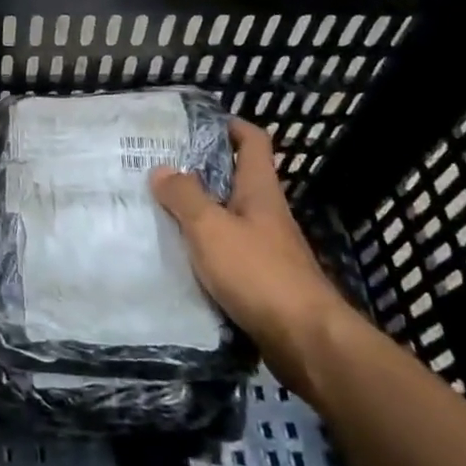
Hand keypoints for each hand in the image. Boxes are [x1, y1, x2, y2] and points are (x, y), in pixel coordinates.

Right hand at [152, 120, 354, 393]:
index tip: (197, 123)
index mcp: (260, 191)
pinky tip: (178, 256)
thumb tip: (162, 169)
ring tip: (159, 210)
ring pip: (229, 217)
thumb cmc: (258, 273)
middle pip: (236, 179)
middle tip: (160, 169)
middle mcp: (266, 214)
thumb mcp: (211, 229)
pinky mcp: (263, 280)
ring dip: (199, 212)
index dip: (230, 126)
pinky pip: (228, 252)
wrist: (306, 341)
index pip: (253, 142)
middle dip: (201, 171)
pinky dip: (205, 248)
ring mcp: (267, 248)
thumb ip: (185, 197)